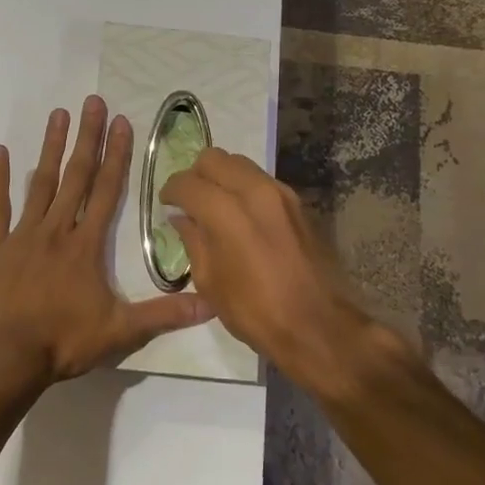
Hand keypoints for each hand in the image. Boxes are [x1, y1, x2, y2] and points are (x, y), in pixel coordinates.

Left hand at [0, 96, 214, 383]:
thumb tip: (210, 304)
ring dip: (50, 148)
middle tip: (92, 102)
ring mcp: (22, 235)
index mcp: (86, 245)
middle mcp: (56, 230)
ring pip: (40, 183)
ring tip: (58, 115)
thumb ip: (164, 314)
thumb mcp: (121, 331)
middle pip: (76, 176)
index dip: (117, 155)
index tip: (121, 123)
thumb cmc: (64, 341)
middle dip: (87, 137)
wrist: (5, 357)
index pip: (108, 191)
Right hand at [161, 149, 394, 394]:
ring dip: (222, 177)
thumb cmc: (255, 311)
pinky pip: (262, 180)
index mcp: (226, 212)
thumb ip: (193, 241)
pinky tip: (243, 216)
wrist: (318, 325)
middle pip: (215, 158)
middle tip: (190, 200)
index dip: (171, 190)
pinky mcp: (299, 203)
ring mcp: (281, 193)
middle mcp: (254, 191)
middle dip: (196, 174)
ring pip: (241, 164)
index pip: (187, 182)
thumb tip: (182, 218)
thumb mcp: (210, 282)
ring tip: (216, 206)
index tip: (167, 204)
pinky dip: (245, 188)